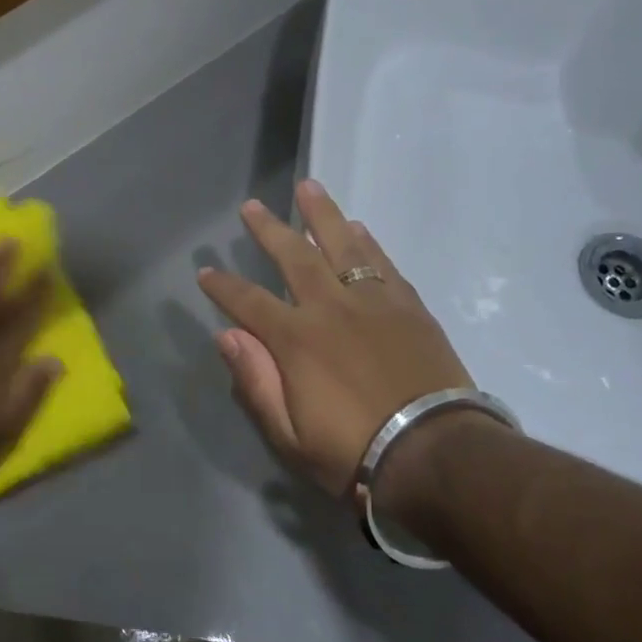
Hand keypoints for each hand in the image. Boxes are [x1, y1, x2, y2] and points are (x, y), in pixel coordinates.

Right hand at [197, 180, 473, 496]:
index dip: (223, 286)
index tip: (205, 272)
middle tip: (251, 206)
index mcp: (297, 340)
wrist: (435, 453)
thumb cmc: (353, 451)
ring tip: (307, 187)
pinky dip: (367, 242)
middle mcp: (332, 308)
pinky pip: (383, 264)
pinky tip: (357, 228)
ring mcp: (375, 303)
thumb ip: (255, 381)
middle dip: (269, 230)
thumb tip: (227, 336)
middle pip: (295, 256)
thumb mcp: (289, 434)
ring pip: (343, 246)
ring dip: (321, 215)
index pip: (249, 302)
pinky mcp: (410, 308)